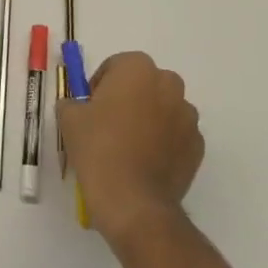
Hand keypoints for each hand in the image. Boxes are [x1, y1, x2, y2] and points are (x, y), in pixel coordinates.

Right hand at [58, 52, 202, 248]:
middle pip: (144, 84)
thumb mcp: (69, 119)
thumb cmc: (98, 148)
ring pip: (163, 108)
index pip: (116, 66)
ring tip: (127, 147)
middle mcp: (169, 84)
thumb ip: (72, 102)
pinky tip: (144, 163)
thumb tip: (77, 106)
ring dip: (148, 119)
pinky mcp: (197, 146)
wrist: (133, 202)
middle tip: (107, 124)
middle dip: (128, 98)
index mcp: (137, 69)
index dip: (100, 85)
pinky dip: (163, 142)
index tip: (90, 108)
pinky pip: (175, 135)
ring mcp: (188, 117)